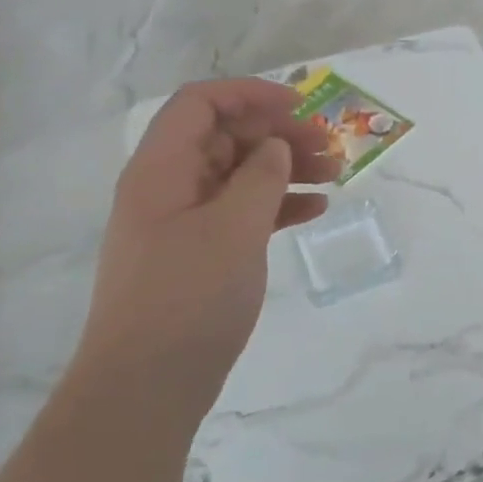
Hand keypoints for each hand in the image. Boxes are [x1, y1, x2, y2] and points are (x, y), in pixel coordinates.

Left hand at [71, 79, 334, 414]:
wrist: (146, 387)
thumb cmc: (188, 297)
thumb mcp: (234, 228)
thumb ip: (261, 176)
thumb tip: (276, 147)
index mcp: (162, 169)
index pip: (201, 104)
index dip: (250, 94)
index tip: (301, 105)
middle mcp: (168, 187)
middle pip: (226, 137)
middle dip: (279, 134)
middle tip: (330, 147)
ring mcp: (183, 222)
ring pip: (239, 174)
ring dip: (286, 168)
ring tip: (336, 175)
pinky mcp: (199, 253)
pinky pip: (242, 212)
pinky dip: (278, 205)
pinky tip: (315, 210)